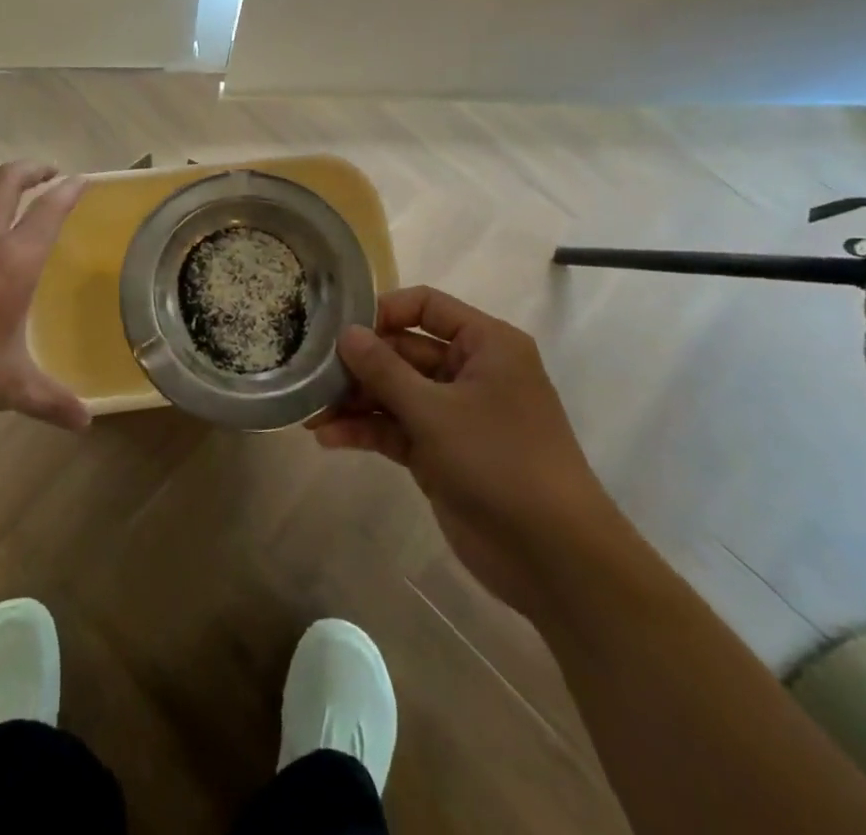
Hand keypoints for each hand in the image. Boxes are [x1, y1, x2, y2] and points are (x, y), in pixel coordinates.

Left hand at [0, 162, 90, 434]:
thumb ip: (50, 400)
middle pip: (7, 181)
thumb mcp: (8, 387)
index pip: (48, 210)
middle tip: (49, 174)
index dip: (68, 191)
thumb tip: (85, 423)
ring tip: (8, 189)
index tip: (81, 180)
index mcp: (13, 262)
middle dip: (32, 169)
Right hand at [312, 286, 628, 615]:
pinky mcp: (442, 452)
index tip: (340, 329)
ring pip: (395, 392)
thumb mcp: (434, 411)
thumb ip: (384, 369)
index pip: (425, 306)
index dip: (382, 311)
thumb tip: (346, 333)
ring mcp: (455, 414)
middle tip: (312, 374)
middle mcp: (470, 371)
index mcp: (485, 344)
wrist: (554, 559)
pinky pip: (397, 428)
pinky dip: (367, 431)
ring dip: (355, 401)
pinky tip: (328, 438)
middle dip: (358, 365)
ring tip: (311, 413)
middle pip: (403, 351)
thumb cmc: (500, 462)